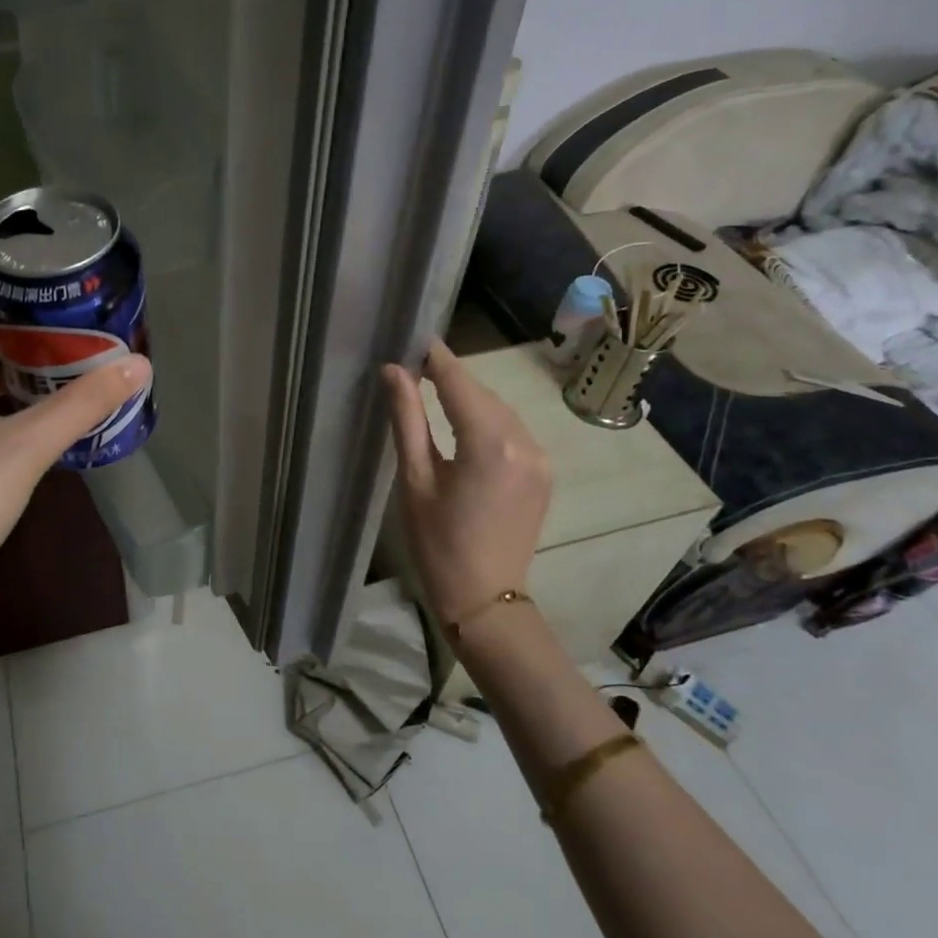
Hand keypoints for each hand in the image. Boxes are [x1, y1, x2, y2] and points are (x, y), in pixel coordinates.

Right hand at [382, 340, 551, 625]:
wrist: (485, 599)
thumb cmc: (438, 543)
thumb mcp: (415, 479)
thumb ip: (407, 419)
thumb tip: (394, 370)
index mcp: (489, 443)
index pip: (458, 381)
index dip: (434, 357)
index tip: (412, 338)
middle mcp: (523, 441)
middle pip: (482, 393)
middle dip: (449, 378)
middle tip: (413, 370)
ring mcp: (540, 457)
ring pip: (499, 409)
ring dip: (468, 399)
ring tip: (432, 395)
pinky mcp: (543, 471)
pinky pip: (512, 430)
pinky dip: (486, 421)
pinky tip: (463, 428)